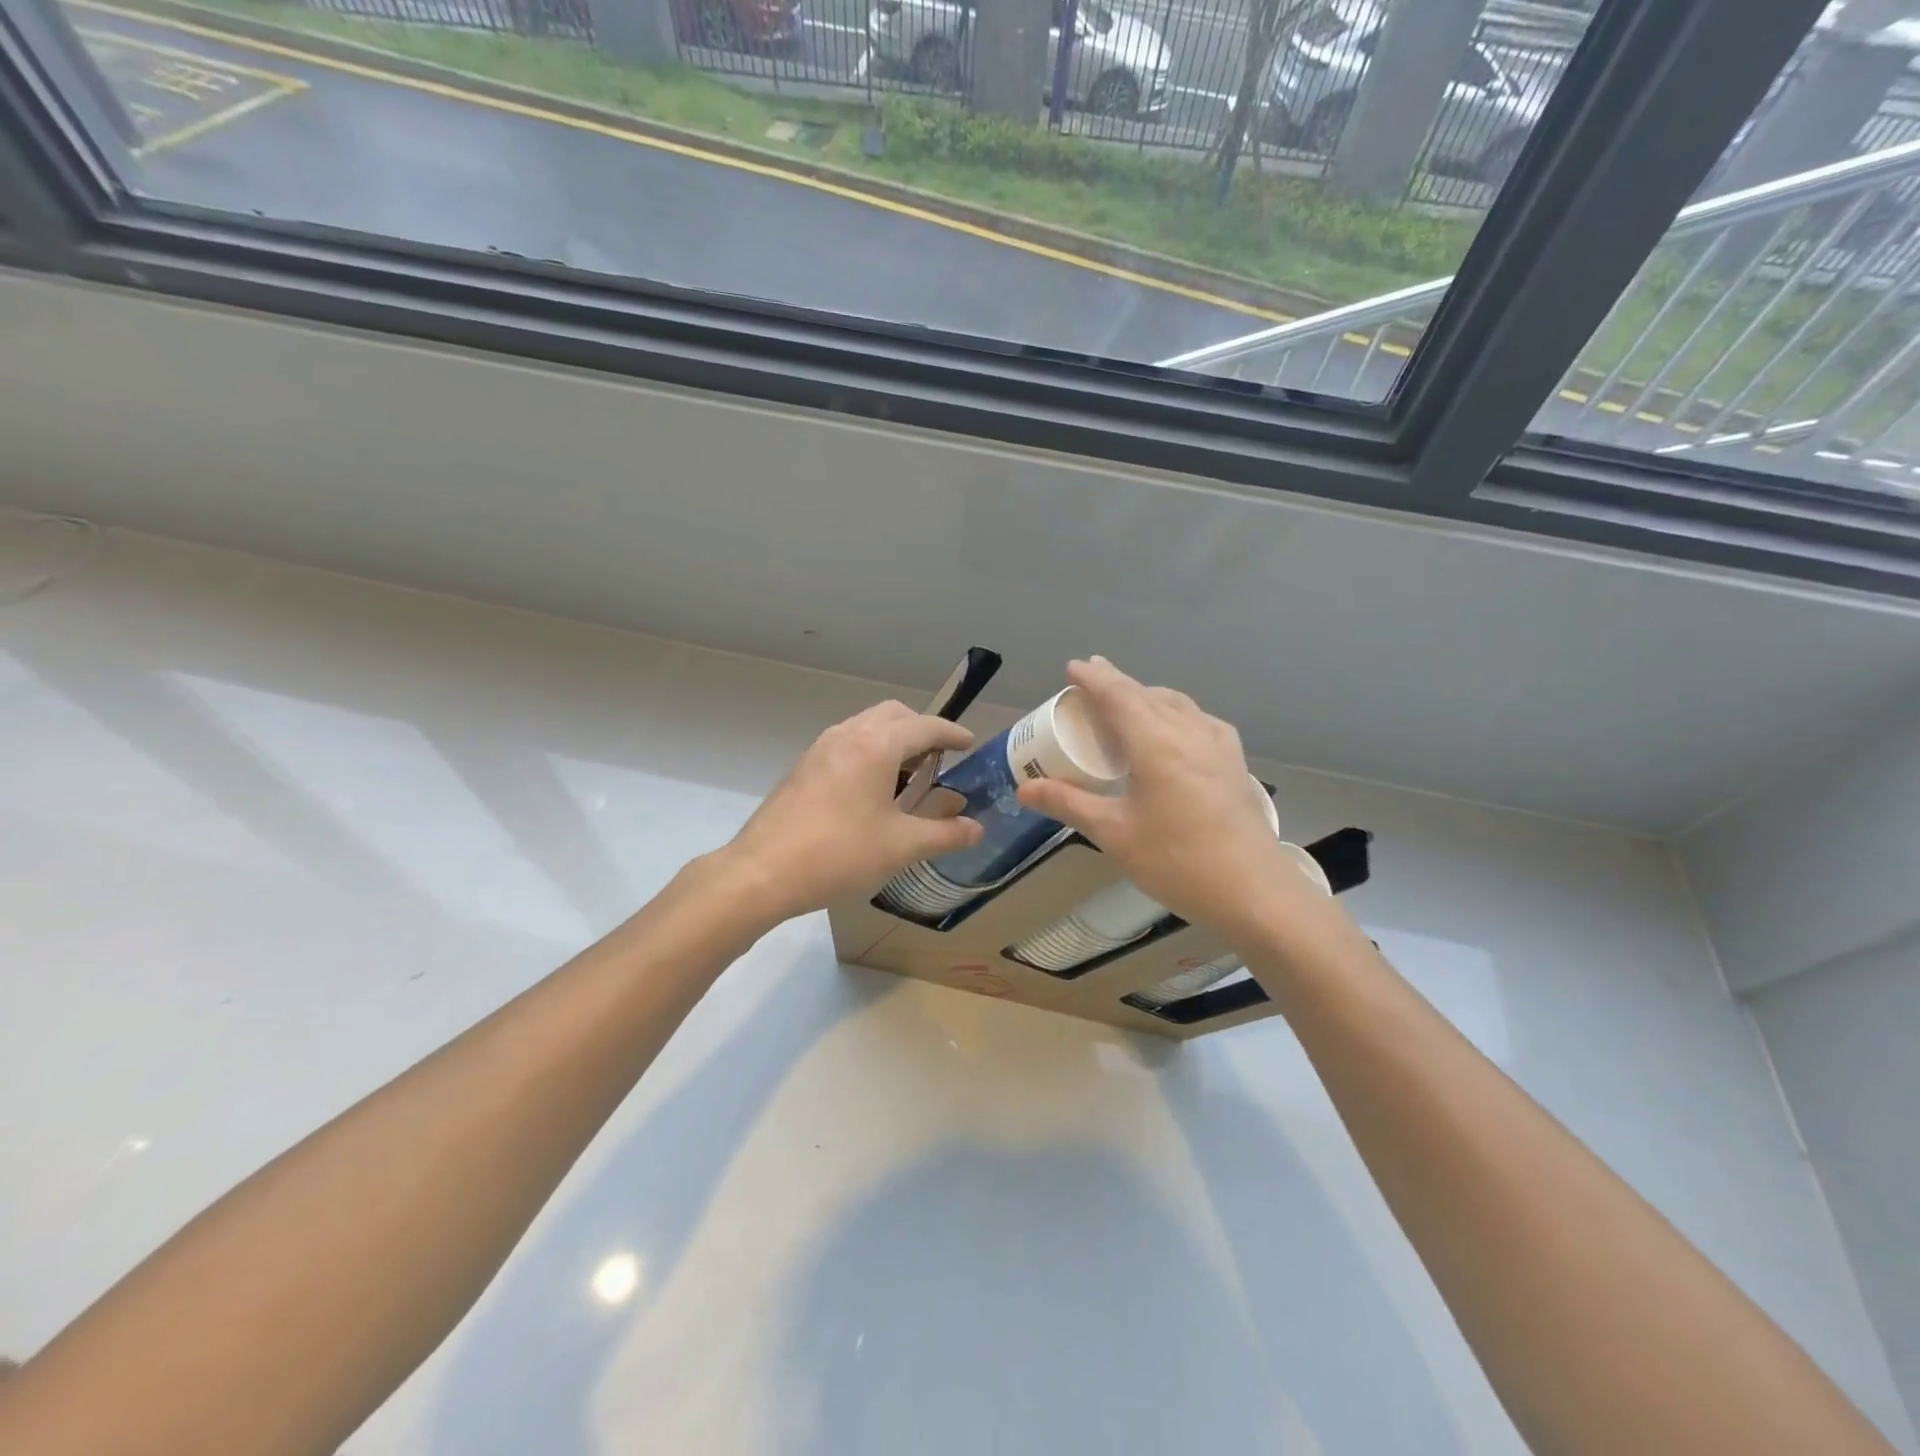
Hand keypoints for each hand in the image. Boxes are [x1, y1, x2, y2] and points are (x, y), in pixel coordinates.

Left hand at [722, 701, 983, 923]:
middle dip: (921, 729)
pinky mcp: (802, 768)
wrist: (762, 872)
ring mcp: (820, 749)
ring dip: (892, 739)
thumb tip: (977, 829)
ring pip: (865, 726)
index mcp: (876, 745)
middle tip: (940, 757)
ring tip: (908, 773)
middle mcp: (847, 735)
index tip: (970, 744)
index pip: (924, 726)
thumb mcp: (901, 846)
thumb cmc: (839, 854)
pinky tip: (871, 789)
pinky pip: (845, 743)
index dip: (952, 734)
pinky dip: (868, 751)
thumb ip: (944, 834)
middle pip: (893, 714)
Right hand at [1017, 658, 1301, 936]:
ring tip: (1130, 701)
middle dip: (1118, 682)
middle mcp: (1188, 732)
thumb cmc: (1177, 860)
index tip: (1073, 666)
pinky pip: (1201, 721)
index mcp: (1155, 742)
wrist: (1254, 892)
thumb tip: (1024, 789)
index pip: (1118, 694)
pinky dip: (1178, 713)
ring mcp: (1218, 745)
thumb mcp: (1114, 833)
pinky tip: (1178, 731)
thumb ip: (1068, 804)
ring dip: (1149, 695)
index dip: (1093, 678)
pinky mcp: (1235, 763)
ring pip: (1178, 704)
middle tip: (1092, 681)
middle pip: (1148, 694)